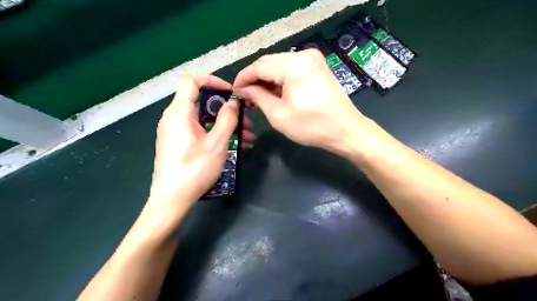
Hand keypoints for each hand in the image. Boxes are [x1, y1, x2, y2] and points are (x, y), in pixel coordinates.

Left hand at [147, 75, 255, 210]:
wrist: (172, 199)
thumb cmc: (195, 169)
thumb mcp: (217, 143)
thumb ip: (227, 118)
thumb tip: (232, 102)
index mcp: (180, 112)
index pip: (191, 81)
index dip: (212, 81)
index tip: (230, 92)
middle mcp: (174, 118)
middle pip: (201, 102)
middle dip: (226, 109)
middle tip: (246, 119)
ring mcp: (175, 131)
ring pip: (204, 119)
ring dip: (225, 125)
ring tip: (247, 137)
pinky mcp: (178, 143)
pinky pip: (199, 131)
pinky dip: (216, 134)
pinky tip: (235, 146)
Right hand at [235, 50, 368, 152]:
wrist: (345, 131)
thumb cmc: (311, 126)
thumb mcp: (278, 114)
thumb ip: (257, 97)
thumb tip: (243, 89)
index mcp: (294, 65)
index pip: (259, 66)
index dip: (244, 77)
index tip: (234, 90)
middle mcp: (304, 55)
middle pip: (269, 63)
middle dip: (255, 79)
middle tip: (245, 96)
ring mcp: (313, 60)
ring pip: (280, 66)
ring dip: (267, 80)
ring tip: (258, 97)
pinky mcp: (317, 68)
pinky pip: (291, 70)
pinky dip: (280, 81)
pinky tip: (274, 93)